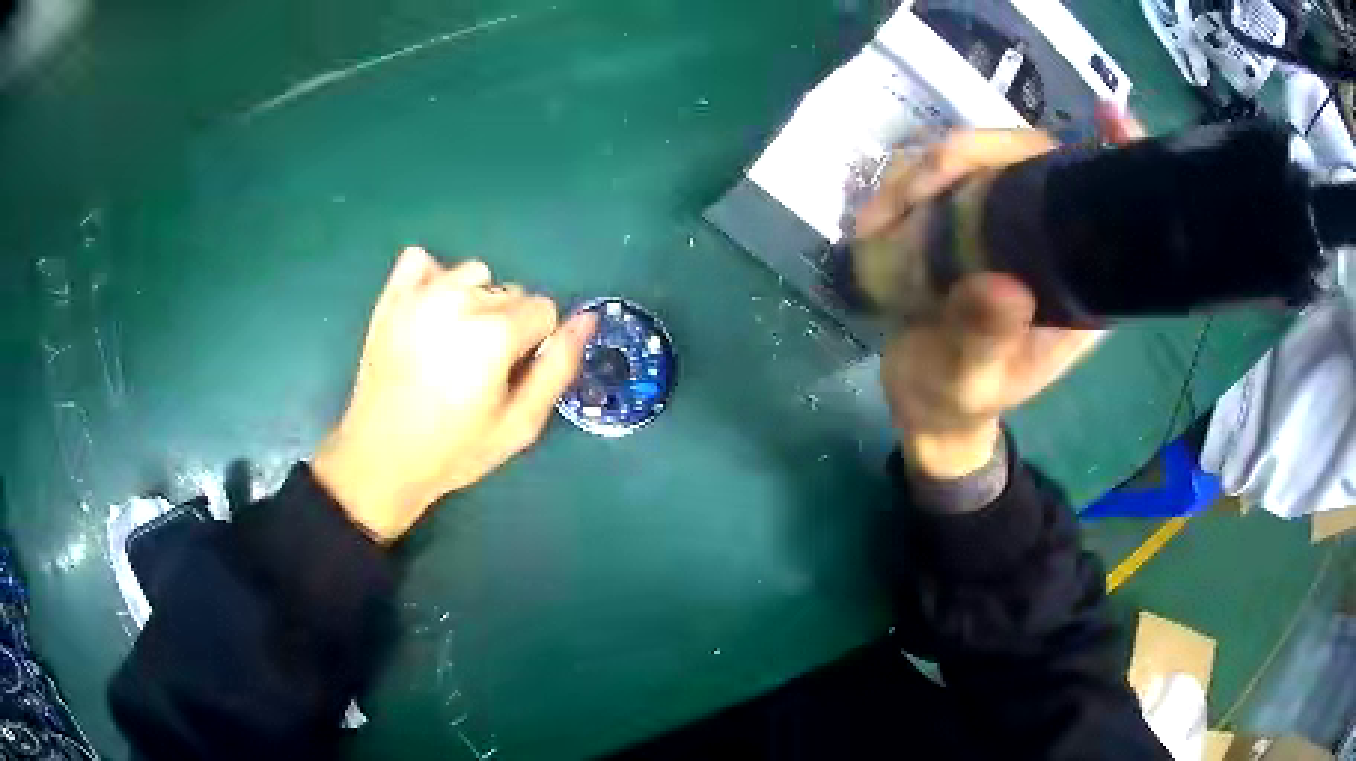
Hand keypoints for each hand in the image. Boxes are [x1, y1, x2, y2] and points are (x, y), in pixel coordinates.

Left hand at [313, 247, 595, 541]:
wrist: (382, 458)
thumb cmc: (455, 449)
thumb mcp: (520, 424)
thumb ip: (559, 368)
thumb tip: (586, 319)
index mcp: (496, 332)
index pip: (544, 310)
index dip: (535, 345)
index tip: (511, 376)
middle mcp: (461, 299)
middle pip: (511, 292)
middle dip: (506, 324)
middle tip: (478, 370)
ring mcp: (421, 293)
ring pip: (474, 274)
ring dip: (474, 300)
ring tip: (452, 342)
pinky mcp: (391, 296)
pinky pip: (421, 260)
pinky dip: (432, 278)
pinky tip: (428, 312)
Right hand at [864, 106, 1141, 477]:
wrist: (924, 400)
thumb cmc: (960, 398)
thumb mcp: (971, 381)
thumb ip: (986, 340)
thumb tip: (1003, 287)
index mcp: (1077, 278)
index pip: (1107, 206)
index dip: (1118, 154)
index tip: (1111, 117)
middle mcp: (1048, 237)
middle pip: (1028, 156)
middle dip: (969, 155)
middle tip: (911, 193)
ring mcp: (1005, 220)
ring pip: (978, 156)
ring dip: (922, 171)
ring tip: (878, 221)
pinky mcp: (966, 216)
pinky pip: (940, 174)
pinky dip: (902, 185)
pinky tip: (877, 218)